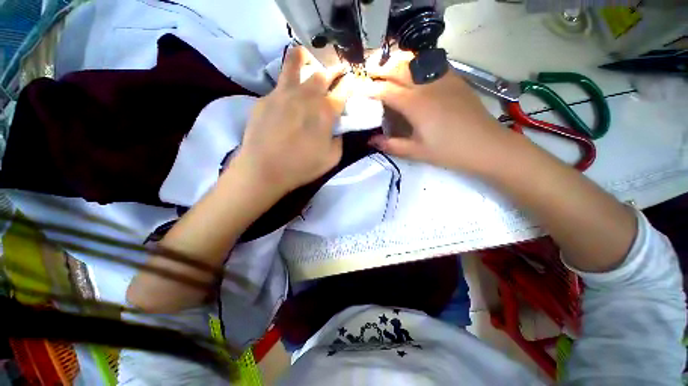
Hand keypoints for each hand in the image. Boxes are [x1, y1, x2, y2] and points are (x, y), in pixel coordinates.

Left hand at [234, 46, 351, 193]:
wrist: (264, 169)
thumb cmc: (302, 167)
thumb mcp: (332, 158)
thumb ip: (339, 140)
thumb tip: (337, 129)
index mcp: (325, 111)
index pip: (344, 90)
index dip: (350, 85)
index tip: (352, 84)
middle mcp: (306, 95)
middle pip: (323, 73)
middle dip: (333, 71)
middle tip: (335, 73)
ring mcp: (283, 93)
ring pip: (295, 64)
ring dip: (304, 59)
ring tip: (306, 57)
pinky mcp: (265, 98)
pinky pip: (279, 85)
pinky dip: (287, 86)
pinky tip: (287, 96)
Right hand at [366, 52, 513, 174]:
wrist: (487, 146)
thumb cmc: (449, 151)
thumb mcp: (416, 152)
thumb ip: (391, 145)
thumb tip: (370, 141)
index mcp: (416, 105)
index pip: (386, 91)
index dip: (370, 90)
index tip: (358, 89)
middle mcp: (427, 86)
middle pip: (399, 69)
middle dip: (380, 69)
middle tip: (368, 72)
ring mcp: (443, 79)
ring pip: (415, 62)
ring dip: (397, 62)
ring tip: (386, 67)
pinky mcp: (455, 79)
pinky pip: (431, 65)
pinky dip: (416, 64)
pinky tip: (413, 71)